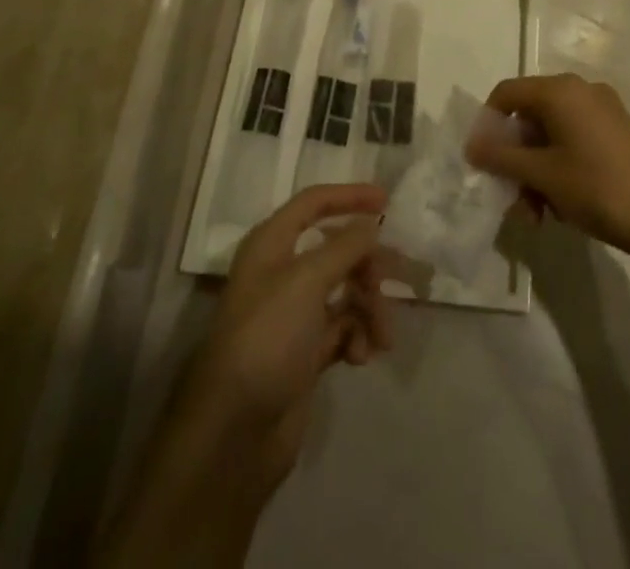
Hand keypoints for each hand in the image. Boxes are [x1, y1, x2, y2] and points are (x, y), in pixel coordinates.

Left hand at [182, 184, 393, 490]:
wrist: (234, 433)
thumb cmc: (267, 338)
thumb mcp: (307, 281)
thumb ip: (345, 247)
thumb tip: (371, 223)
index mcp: (272, 244)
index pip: (314, 202)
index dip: (349, 196)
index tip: (387, 202)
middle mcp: (282, 272)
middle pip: (338, 250)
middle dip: (369, 266)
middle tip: (394, 282)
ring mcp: (294, 314)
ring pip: (346, 291)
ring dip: (370, 308)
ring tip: (381, 337)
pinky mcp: (305, 352)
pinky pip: (343, 328)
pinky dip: (357, 336)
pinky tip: (360, 357)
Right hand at [467, 73, 629, 259]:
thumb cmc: (595, 188)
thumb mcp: (541, 174)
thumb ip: (501, 157)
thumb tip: (471, 146)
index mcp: (560, 90)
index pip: (507, 93)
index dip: (487, 124)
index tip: (482, 160)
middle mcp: (581, 90)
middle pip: (530, 115)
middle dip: (515, 158)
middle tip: (512, 197)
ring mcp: (603, 109)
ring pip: (552, 133)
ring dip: (536, 170)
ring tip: (537, 214)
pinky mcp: (617, 130)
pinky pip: (574, 139)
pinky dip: (559, 166)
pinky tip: (561, 205)